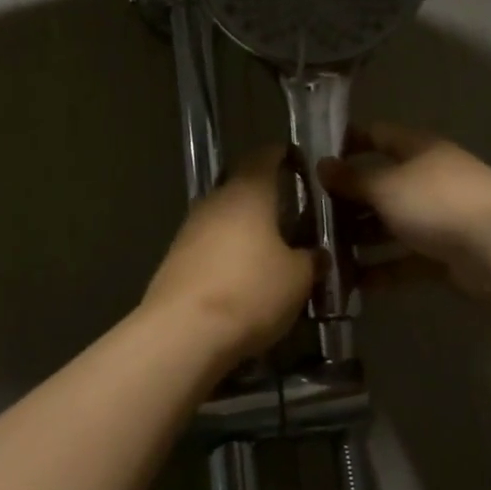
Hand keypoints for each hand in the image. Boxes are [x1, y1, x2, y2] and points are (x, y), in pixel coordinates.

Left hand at [144, 146, 319, 362]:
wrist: (183, 332)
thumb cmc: (250, 291)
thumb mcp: (298, 278)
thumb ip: (311, 260)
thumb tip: (315, 254)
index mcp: (248, 192)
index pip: (265, 156)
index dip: (283, 156)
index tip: (299, 163)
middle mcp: (215, 201)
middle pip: (243, 188)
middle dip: (267, 200)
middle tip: (294, 216)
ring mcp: (189, 230)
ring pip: (225, 219)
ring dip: (246, 231)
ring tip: (272, 252)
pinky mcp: (175, 260)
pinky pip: (210, 247)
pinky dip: (228, 255)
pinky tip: (244, 279)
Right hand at [320, 123, 490, 300]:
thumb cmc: (437, 201)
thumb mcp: (386, 185)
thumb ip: (352, 179)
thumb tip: (322, 165)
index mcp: (417, 150)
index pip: (378, 136)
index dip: (348, 143)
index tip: (315, 159)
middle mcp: (427, 180)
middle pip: (381, 186)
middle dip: (347, 201)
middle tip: (307, 217)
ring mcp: (438, 219)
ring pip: (390, 226)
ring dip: (360, 239)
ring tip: (323, 253)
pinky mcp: (444, 256)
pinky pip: (404, 261)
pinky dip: (381, 270)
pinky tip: (351, 283)